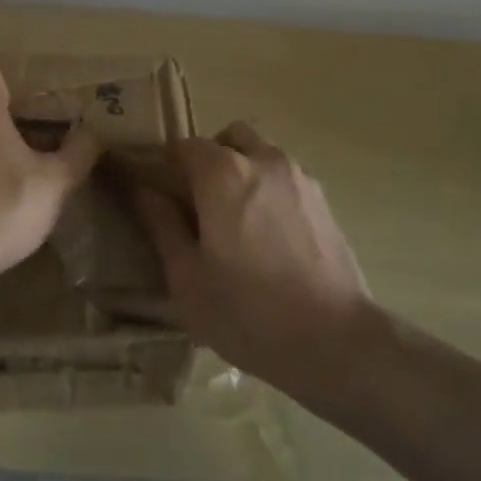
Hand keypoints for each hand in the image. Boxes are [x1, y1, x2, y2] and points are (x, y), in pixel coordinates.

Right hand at [134, 123, 370, 393]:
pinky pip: (286, 178)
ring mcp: (299, 177)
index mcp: (223, 173)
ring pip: (261, 154)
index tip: (161, 194)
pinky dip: (269, 190)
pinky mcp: (324, 200)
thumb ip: (162, 226)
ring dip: (243, 171)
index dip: (167, 166)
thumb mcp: (187, 278)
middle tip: (199, 204)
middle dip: (210, 159)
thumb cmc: (248, 312)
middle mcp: (263, 160)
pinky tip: (270, 237)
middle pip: (228, 139)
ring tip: (238, 221)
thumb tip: (144, 191)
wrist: (335, 341)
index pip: (184, 146)